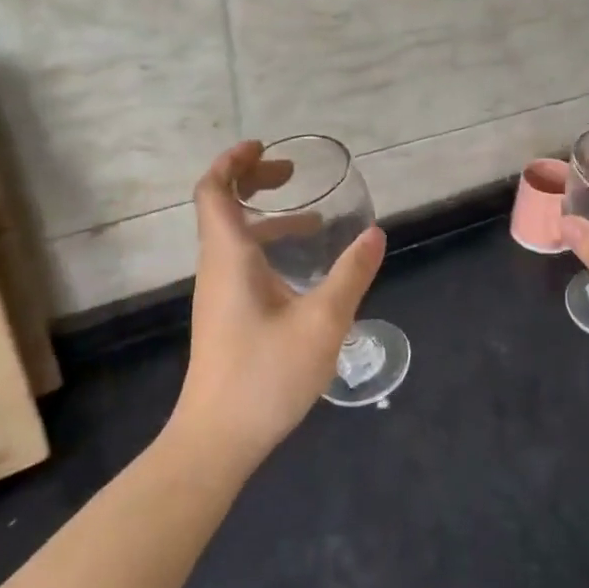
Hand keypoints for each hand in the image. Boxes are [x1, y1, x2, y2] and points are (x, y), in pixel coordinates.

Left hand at [172, 141, 386, 466]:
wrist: (217, 441)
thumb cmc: (265, 375)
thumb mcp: (322, 322)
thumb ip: (351, 274)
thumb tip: (375, 234)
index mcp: (229, 257)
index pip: (213, 190)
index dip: (234, 161)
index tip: (266, 147)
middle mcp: (217, 267)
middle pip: (220, 206)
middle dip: (253, 180)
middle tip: (293, 174)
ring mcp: (218, 293)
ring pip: (233, 236)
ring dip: (266, 216)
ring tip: (313, 219)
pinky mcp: (226, 315)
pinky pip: (241, 261)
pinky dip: (268, 246)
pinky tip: (303, 268)